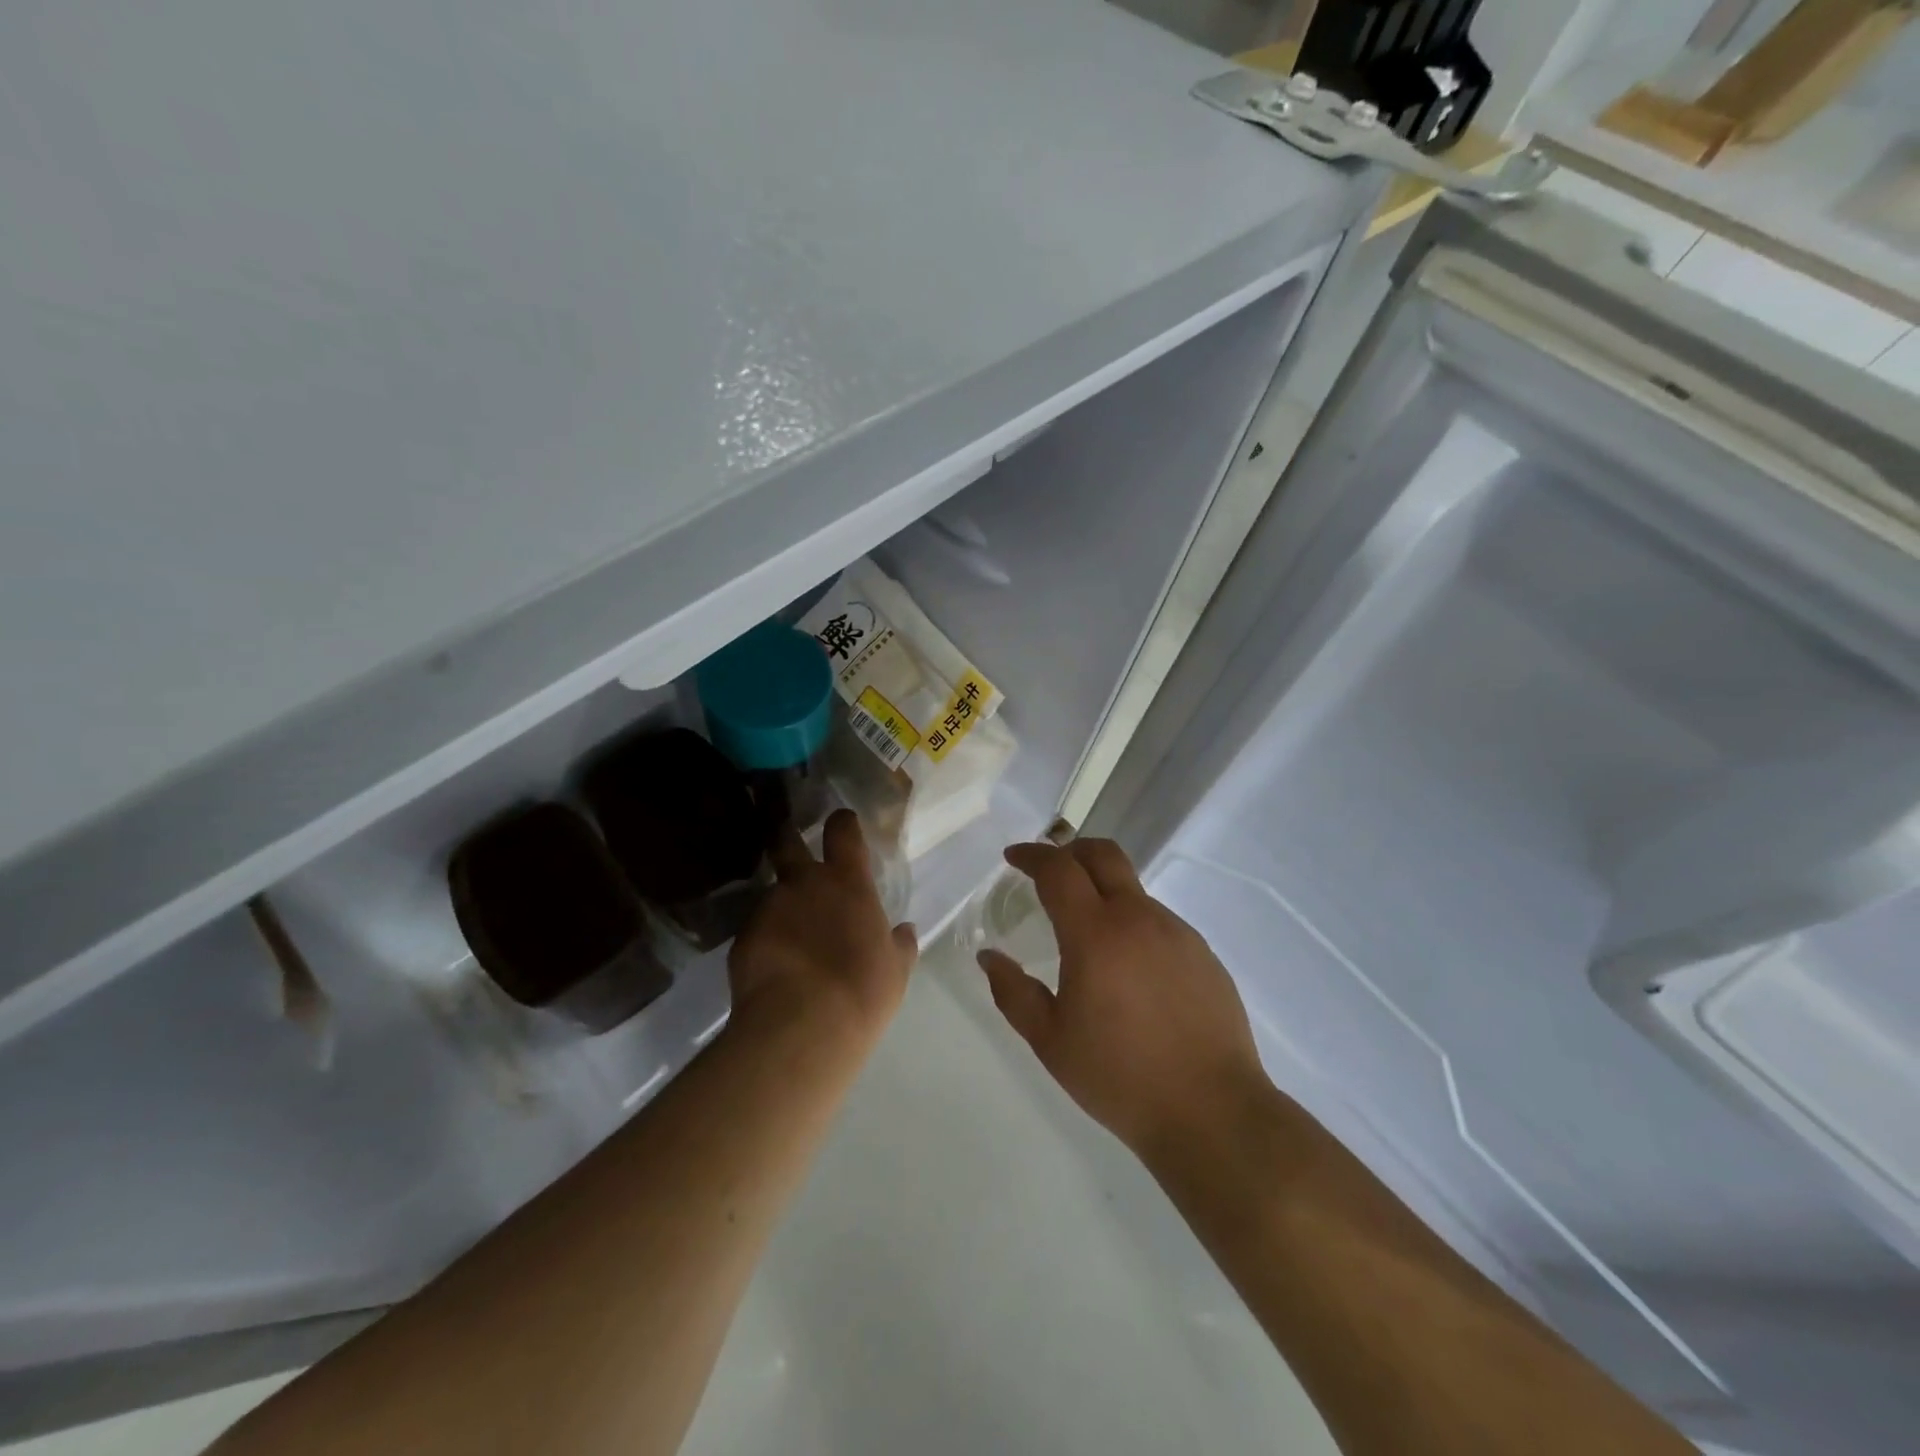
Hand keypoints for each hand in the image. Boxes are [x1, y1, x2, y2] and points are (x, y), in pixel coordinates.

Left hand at [729, 810, 917, 1040]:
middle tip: (787, 841)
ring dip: (781, 907)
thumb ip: (900, 944)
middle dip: (785, 835)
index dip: (842, 822)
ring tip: (788, 938)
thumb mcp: (896, 969)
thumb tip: (904, 931)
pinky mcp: (741, 938)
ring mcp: (768, 908)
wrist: (801, 1026)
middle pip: (786, 841)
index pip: (843, 831)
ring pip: (772, 895)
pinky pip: (756, 932)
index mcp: (848, 883)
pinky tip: (773, 968)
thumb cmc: (862, 991)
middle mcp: (804, 883)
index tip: (842, 823)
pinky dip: (765, 943)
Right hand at [976, 839, 1266, 1161]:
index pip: (1059, 870)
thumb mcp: (1051, 1041)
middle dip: (1070, 850)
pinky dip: (1132, 924)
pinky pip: (1158, 921)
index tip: (1013, 857)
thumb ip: (1013, 993)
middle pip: (1103, 854)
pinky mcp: (1202, 953)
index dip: (1032, 855)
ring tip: (1088, 937)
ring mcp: (1177, 932)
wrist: (1212, 1112)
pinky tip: (1129, 970)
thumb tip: (989, 957)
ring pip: (1132, 890)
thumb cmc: (1119, 1077)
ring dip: (1103, 893)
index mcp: (1095, 934)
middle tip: (1049, 871)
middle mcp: (1138, 918)